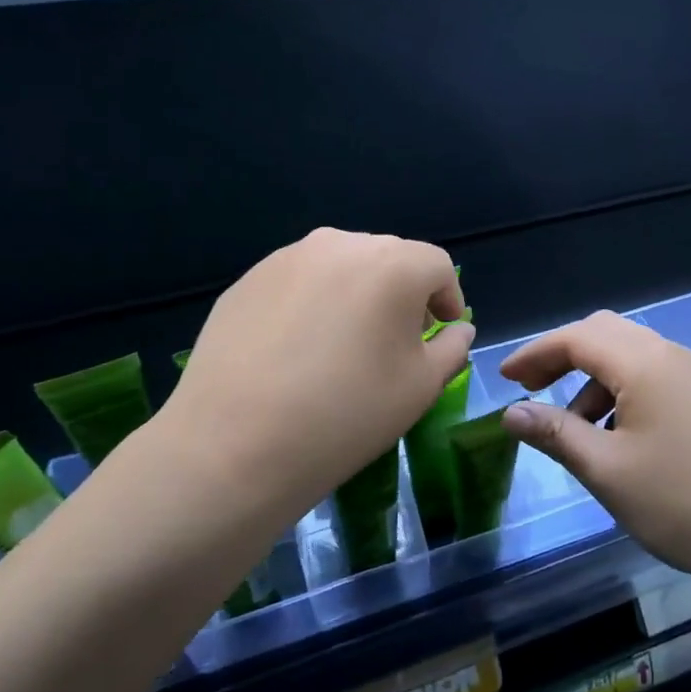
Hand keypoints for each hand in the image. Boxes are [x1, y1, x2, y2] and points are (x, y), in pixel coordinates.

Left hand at [152, 228, 471, 529]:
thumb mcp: (421, 386)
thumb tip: (456, 329)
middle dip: (404, 292)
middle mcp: (342, 244)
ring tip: (347, 341)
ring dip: (358, 292)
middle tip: (398, 338)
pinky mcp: (248, 280)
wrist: (234, 446)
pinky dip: (314, 302)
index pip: (437, 265)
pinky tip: (300, 348)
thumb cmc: (347, 414)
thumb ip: (452, 348)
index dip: (448, 297)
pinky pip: (300, 281)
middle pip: (390, 258)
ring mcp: (288, 258)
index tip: (443, 330)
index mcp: (394, 265)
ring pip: (342, 265)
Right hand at [498, 312, 690, 589]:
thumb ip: (555, 434)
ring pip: (627, 354)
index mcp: (642, 363)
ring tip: (573, 428)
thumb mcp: (606, 470)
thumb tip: (511, 413)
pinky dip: (619, 391)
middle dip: (561, 355)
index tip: (502, 378)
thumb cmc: (681, 501)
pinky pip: (650, 375)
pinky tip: (615, 436)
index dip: (534, 353)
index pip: (575, 337)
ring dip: (591, 378)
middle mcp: (668, 355)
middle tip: (531, 390)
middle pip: (603, 333)